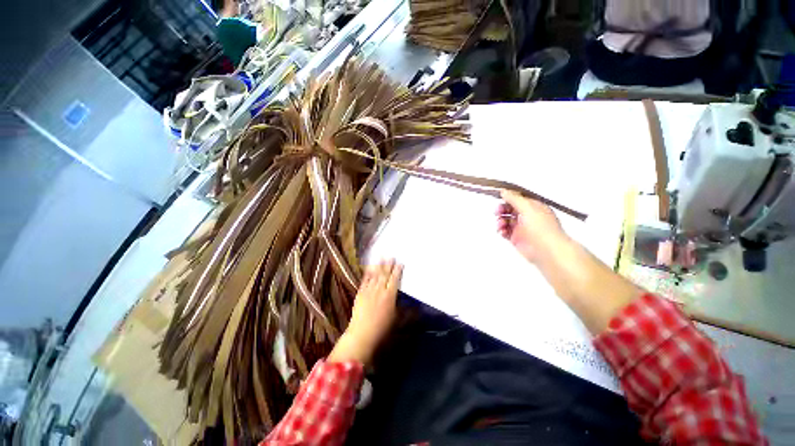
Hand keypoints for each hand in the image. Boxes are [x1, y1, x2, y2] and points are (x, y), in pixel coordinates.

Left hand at [328, 260, 402, 365]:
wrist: (362, 334)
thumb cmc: (382, 329)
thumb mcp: (396, 319)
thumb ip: (403, 308)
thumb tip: (411, 303)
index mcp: (390, 296)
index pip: (395, 280)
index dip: (398, 271)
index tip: (400, 263)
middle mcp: (380, 290)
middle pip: (385, 274)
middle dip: (388, 264)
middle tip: (391, 256)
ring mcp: (369, 291)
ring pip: (375, 275)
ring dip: (379, 265)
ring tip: (381, 256)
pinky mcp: (360, 293)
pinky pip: (365, 280)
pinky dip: (368, 273)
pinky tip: (369, 268)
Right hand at [497, 190, 643, 333]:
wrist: (548, 251)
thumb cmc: (540, 226)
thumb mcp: (528, 208)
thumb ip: (514, 199)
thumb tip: (503, 191)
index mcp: (533, 206)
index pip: (518, 198)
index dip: (508, 198)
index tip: (498, 198)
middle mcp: (527, 215)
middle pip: (510, 208)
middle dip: (502, 209)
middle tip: (497, 212)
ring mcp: (522, 227)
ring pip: (506, 220)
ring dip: (500, 220)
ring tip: (500, 225)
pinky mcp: (516, 238)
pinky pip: (505, 231)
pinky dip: (501, 230)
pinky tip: (502, 232)